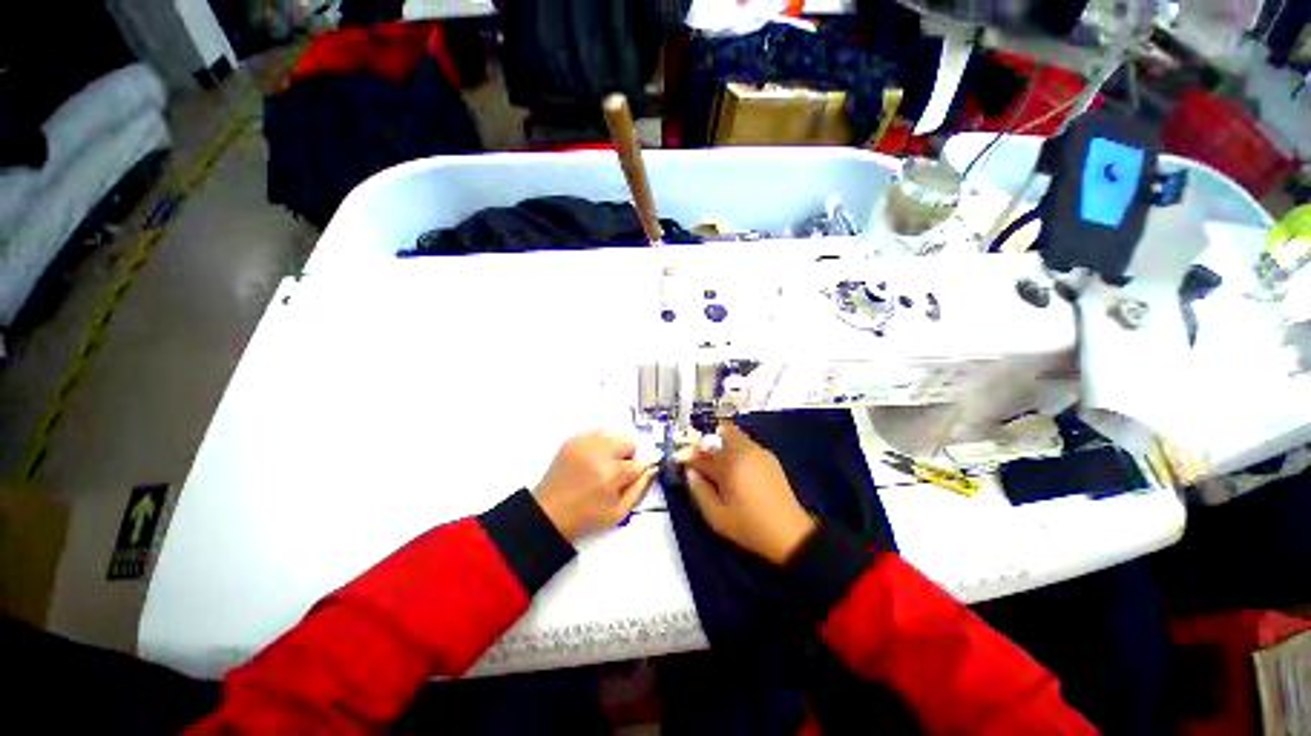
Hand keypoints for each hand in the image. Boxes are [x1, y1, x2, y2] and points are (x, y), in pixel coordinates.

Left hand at [532, 430, 657, 542]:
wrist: (550, 513)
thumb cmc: (586, 516)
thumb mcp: (619, 513)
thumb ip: (640, 489)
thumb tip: (652, 469)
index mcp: (612, 474)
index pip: (642, 461)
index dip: (647, 464)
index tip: (649, 466)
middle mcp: (599, 453)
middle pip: (629, 441)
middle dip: (629, 455)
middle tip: (620, 470)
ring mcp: (585, 443)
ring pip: (615, 433)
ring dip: (616, 446)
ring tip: (607, 463)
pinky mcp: (574, 440)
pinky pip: (597, 430)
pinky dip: (602, 440)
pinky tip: (596, 455)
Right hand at [678, 422, 816, 564]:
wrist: (791, 535)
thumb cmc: (750, 527)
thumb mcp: (716, 516)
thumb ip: (698, 490)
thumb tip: (690, 471)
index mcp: (731, 464)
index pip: (701, 452)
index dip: (688, 455)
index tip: (680, 461)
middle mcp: (745, 451)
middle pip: (722, 431)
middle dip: (708, 441)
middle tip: (701, 459)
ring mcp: (760, 452)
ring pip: (735, 435)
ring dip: (722, 444)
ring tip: (718, 466)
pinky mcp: (769, 458)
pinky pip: (746, 444)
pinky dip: (735, 450)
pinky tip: (735, 470)